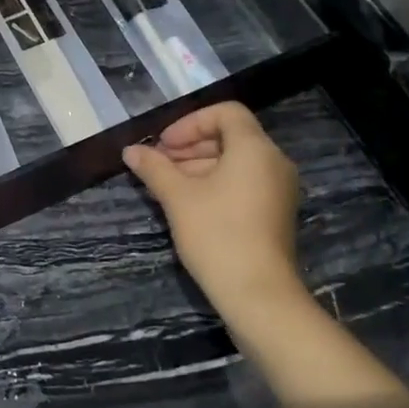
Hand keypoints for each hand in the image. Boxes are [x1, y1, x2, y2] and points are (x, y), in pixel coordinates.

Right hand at [123, 102, 301, 310]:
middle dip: (191, 145)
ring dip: (199, 165)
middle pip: (231, 136)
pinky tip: (188, 202)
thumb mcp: (178, 198)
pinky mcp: (275, 212)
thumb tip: (130, 150)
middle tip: (159, 163)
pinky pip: (245, 182)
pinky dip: (217, 183)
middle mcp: (273, 162)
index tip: (163, 145)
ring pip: (236, 161)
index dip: (190, 123)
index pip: (225, 113)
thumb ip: (154, 168)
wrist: (258, 294)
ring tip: (166, 184)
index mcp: (255, 149)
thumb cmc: (217, 235)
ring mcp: (278, 189)